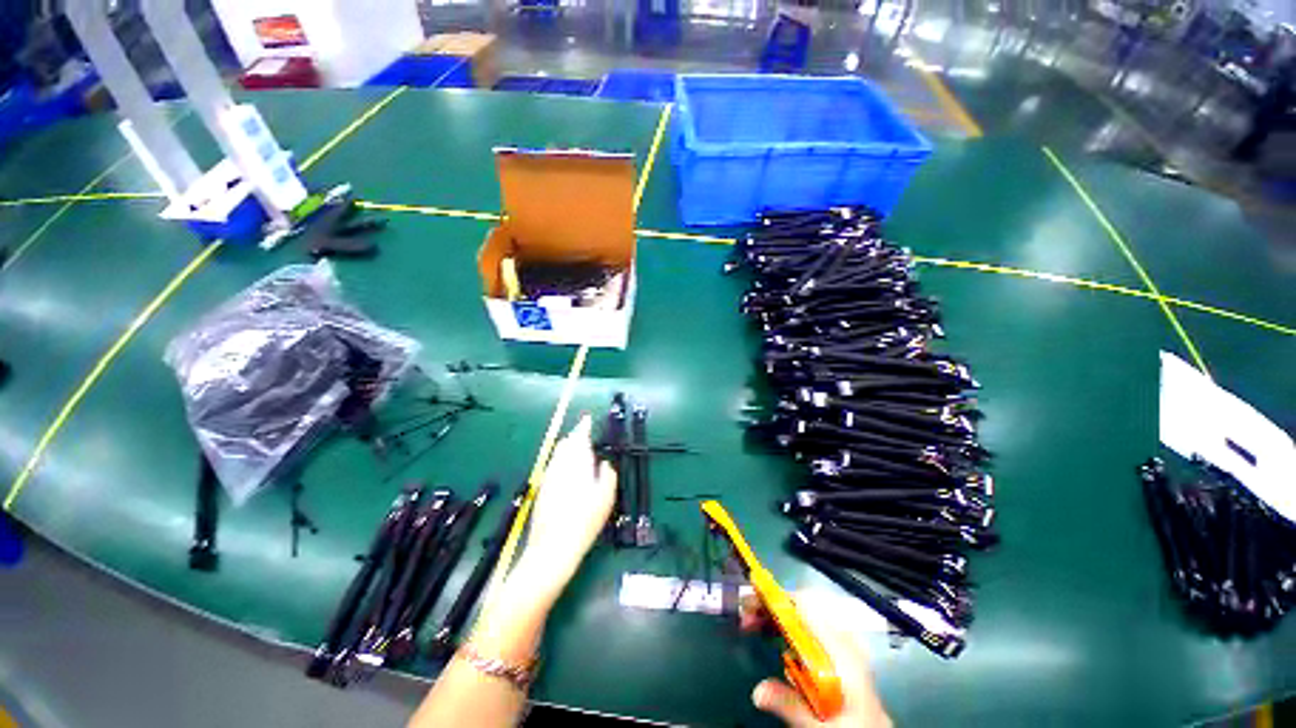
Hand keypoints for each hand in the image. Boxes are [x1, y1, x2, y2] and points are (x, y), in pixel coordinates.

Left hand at [512, 414, 616, 596]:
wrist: (553, 548)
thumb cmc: (584, 522)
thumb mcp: (605, 499)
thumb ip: (608, 476)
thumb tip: (604, 464)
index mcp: (577, 465)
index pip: (580, 438)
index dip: (584, 427)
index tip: (588, 419)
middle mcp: (560, 467)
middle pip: (566, 444)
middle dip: (575, 437)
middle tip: (585, 435)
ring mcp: (548, 478)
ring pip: (557, 455)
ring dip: (567, 448)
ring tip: (577, 450)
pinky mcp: (542, 489)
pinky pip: (552, 466)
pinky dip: (561, 461)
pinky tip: (566, 471)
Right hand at [744, 592, 891, 727]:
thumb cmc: (853, 726)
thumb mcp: (822, 725)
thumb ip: (791, 706)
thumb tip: (756, 691)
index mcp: (843, 651)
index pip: (807, 607)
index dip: (778, 598)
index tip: (752, 600)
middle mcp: (844, 641)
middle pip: (803, 607)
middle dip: (772, 607)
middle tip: (747, 616)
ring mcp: (843, 644)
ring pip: (805, 615)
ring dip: (778, 615)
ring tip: (753, 623)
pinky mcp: (839, 652)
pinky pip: (810, 627)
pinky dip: (788, 625)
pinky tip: (775, 636)